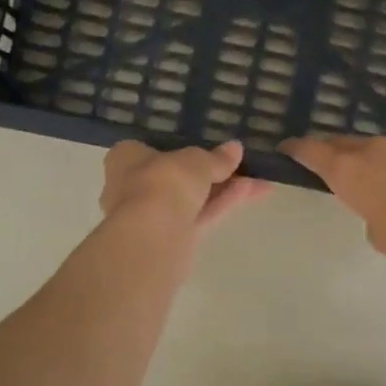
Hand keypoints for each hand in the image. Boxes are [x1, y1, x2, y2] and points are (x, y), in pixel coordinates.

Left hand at [100, 140, 269, 233]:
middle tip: (240, 162)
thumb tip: (235, 149)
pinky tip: (252, 192)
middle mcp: (133, 187)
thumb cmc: (162, 184)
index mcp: (126, 158)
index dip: (180, 145)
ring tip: (259, 178)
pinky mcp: (172, 240)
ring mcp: (153, 216)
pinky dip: (223, 204)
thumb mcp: (195, 162)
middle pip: (177, 176)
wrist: (151, 239)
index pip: (152, 147)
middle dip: (211, 171)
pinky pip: (201, 216)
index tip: (209, 145)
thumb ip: (216, 158)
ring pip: (192, 198)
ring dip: (224, 188)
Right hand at [283, 135, 385, 277]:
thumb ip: (371, 214)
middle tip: (333, 166)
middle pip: (346, 143)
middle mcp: (377, 149)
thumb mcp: (380, 237)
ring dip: (380, 162)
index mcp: (350, 170)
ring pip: (385, 149)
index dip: (297, 149)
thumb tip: (384, 205)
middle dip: (336, 153)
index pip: (312, 150)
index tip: (287, 149)